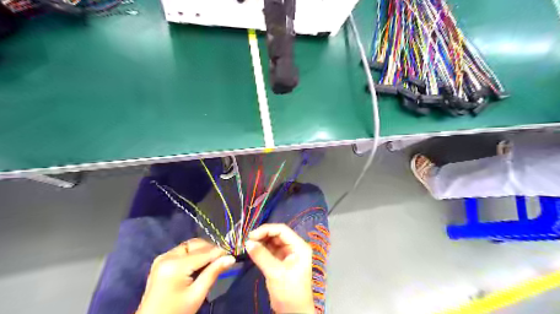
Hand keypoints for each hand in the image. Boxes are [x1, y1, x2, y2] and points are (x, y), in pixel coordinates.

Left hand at [139, 238, 236, 313]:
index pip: (204, 252)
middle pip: (196, 244)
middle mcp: (167, 256)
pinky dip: (193, 254)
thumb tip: (231, 258)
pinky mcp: (161, 261)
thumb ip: (213, 273)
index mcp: (175, 265)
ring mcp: (162, 258)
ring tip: (213, 262)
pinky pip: (182, 251)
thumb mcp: (197, 295)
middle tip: (224, 259)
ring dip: (203, 251)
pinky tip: (200, 264)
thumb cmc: (175, 312)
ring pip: (190, 246)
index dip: (220, 252)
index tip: (232, 254)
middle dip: (211, 249)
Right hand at [245, 223, 314, 313]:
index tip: (251, 235)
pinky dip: (261, 249)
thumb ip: (262, 256)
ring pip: (273, 241)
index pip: (282, 230)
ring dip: (261, 242)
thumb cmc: (289, 292)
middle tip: (247, 240)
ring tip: (248, 245)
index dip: (266, 230)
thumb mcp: (275, 273)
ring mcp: (288, 254)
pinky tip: (252, 250)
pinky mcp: (281, 261)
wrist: (293, 313)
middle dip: (262, 235)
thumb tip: (247, 242)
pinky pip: (270, 250)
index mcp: (299, 246)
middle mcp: (294, 247)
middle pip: (277, 234)